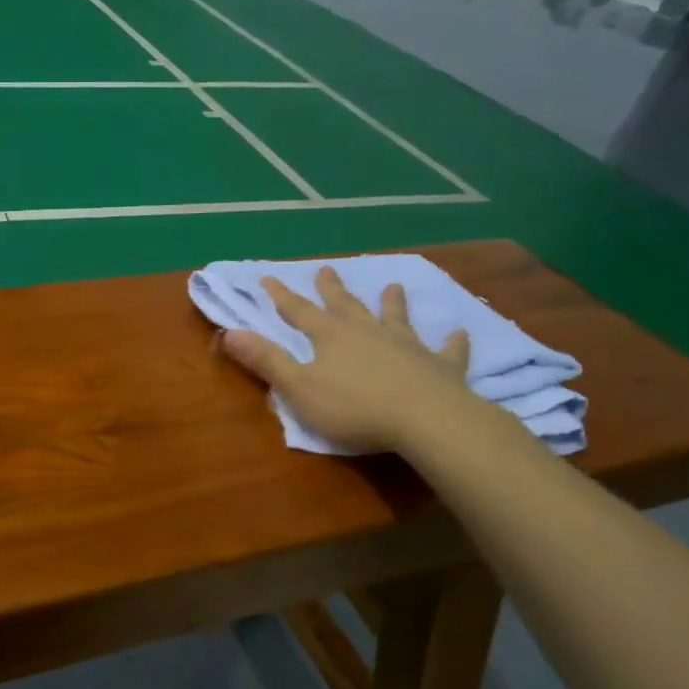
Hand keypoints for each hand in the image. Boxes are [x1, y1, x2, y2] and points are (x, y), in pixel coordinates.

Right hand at [220, 268, 479, 454]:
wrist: (428, 420)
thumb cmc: (355, 408)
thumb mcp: (299, 388)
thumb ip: (267, 361)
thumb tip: (230, 333)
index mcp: (331, 337)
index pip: (299, 312)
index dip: (281, 296)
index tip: (268, 277)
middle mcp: (368, 332)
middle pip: (345, 306)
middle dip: (332, 289)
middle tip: (326, 268)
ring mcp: (408, 346)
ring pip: (396, 318)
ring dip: (393, 303)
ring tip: (393, 286)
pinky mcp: (440, 366)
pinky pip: (447, 350)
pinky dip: (451, 342)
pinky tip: (458, 333)